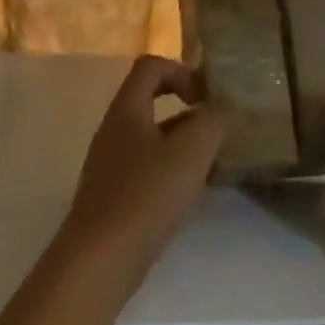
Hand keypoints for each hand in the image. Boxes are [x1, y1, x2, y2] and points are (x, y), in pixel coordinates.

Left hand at [58, 56, 227, 285]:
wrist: (100, 259)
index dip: (183, 71)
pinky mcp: (114, 193)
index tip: (209, 97)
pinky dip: (172, 169)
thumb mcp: (191, 152)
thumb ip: (213, 119)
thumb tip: (224, 101)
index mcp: (127, 109)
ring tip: (214, 162)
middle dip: (189, 110)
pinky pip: (147, 166)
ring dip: (184, 142)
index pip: (151, 66)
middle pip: (151, 100)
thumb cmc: (146, 196)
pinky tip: (193, 192)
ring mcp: (111, 162)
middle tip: (218, 129)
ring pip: (152, 136)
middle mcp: (114, 128)